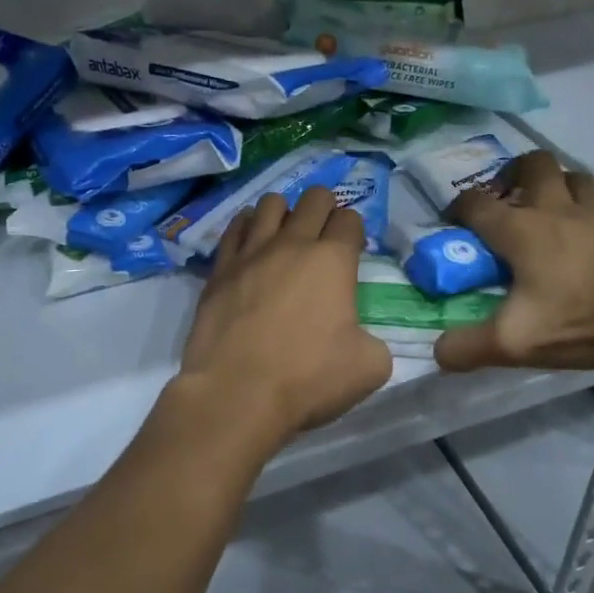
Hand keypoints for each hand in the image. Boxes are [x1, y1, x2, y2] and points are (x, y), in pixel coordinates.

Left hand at [179, 186, 393, 440]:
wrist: (237, 394)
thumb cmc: (308, 378)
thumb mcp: (370, 367)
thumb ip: (373, 340)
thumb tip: (359, 336)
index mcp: (333, 260)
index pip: (350, 219)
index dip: (355, 231)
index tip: (353, 252)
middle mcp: (292, 244)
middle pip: (314, 198)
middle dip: (326, 209)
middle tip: (325, 237)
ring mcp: (251, 253)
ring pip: (271, 203)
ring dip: (285, 213)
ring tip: (286, 237)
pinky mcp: (220, 270)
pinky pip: (235, 229)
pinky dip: (247, 227)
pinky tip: (251, 242)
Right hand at [434, 151, 593, 372]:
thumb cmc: (585, 317)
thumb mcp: (515, 342)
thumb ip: (468, 348)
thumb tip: (438, 353)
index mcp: (521, 230)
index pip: (476, 203)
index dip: (458, 209)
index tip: (453, 225)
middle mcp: (559, 210)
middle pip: (533, 164)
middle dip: (514, 174)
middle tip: (510, 202)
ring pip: (577, 178)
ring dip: (561, 187)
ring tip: (555, 213)